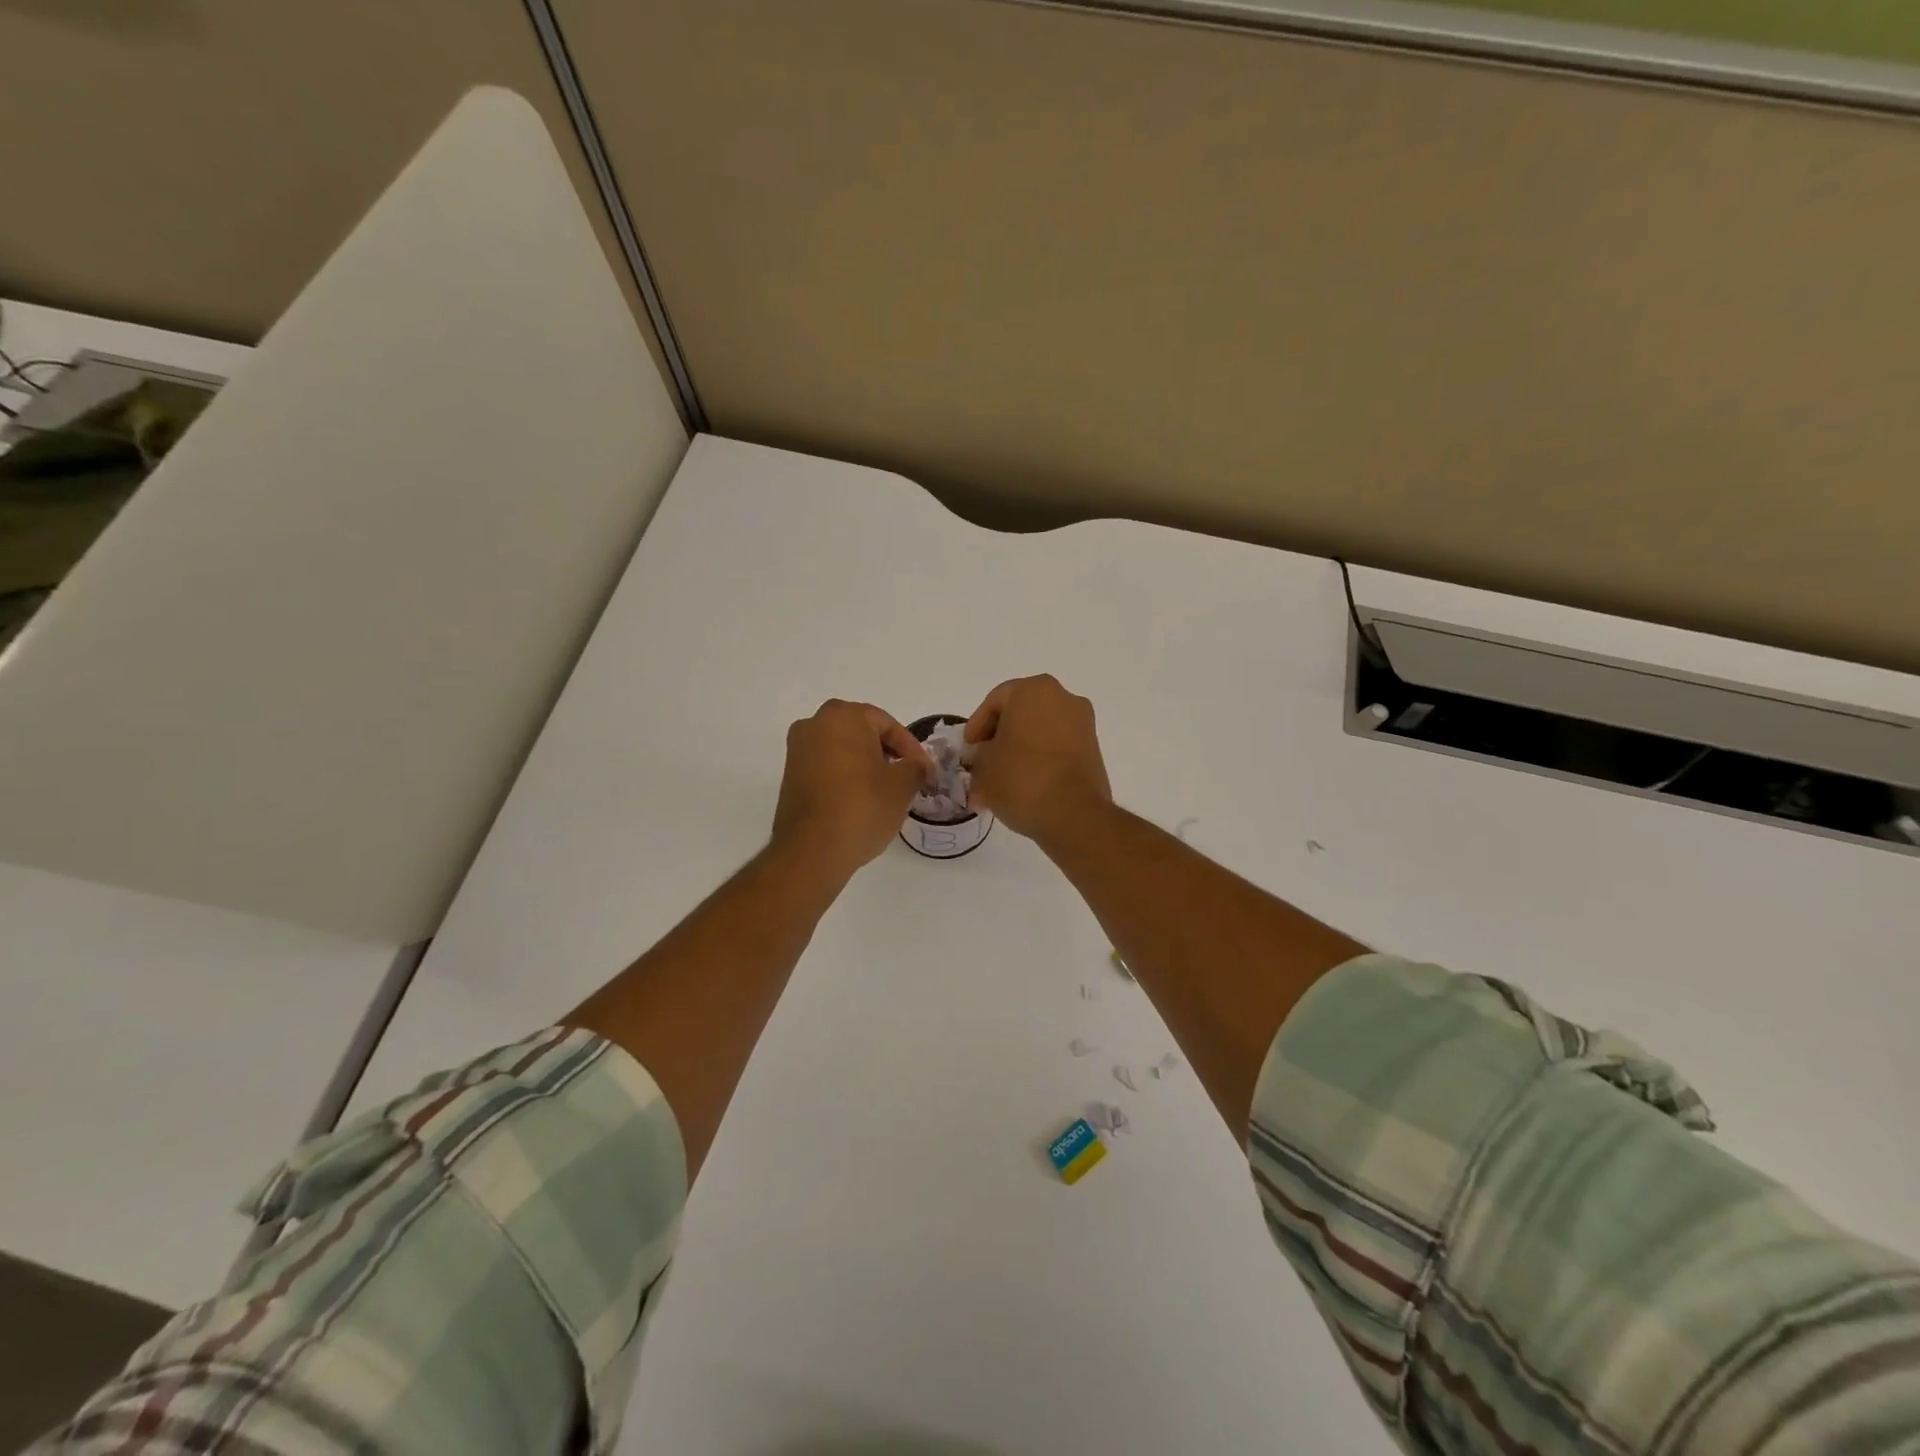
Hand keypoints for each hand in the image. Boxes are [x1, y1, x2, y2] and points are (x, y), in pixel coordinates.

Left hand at [772, 700, 930, 880]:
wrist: (812, 850)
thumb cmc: (862, 807)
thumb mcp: (902, 785)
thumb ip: (916, 767)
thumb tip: (917, 766)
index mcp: (843, 716)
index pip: (887, 725)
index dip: (911, 749)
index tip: (925, 772)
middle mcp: (814, 724)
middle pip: (862, 732)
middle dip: (887, 753)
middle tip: (907, 777)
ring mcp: (797, 749)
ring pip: (843, 749)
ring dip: (866, 764)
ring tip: (886, 791)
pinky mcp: (790, 775)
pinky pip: (826, 766)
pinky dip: (846, 776)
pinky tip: (861, 799)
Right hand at [964, 675, 1112, 845]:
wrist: (1074, 813)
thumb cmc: (1021, 777)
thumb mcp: (983, 766)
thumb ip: (979, 754)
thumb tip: (986, 757)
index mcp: (1033, 690)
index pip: (995, 702)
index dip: (976, 727)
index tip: (968, 750)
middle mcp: (1063, 698)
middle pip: (1020, 714)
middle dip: (1000, 739)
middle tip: (982, 763)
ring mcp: (1083, 724)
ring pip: (1040, 732)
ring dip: (1020, 752)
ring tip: (1001, 782)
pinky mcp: (1094, 750)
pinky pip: (1058, 748)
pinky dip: (1040, 761)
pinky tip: (1024, 786)